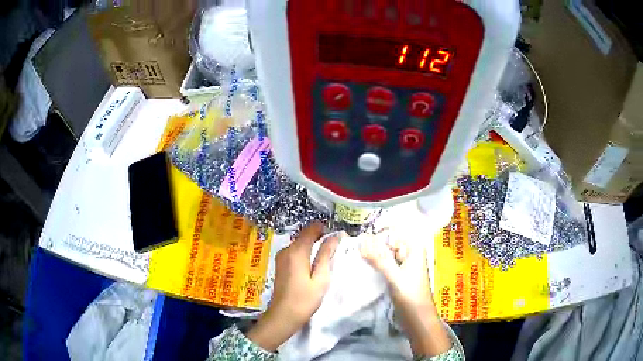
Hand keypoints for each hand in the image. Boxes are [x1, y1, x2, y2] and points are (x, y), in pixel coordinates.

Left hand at [247, 222, 339, 350]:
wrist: (283, 316)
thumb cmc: (305, 299)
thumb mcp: (320, 278)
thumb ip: (326, 255)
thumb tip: (335, 236)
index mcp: (296, 251)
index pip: (311, 229)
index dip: (324, 229)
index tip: (336, 238)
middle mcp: (286, 250)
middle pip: (305, 235)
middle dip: (319, 238)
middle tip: (334, 251)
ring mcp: (281, 257)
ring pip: (300, 244)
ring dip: (313, 247)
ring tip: (325, 260)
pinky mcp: (280, 264)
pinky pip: (295, 252)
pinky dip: (305, 254)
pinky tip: (312, 267)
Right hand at [360, 234, 450, 357]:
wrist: (418, 317)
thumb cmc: (411, 294)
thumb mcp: (394, 276)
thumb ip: (378, 259)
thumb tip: (361, 240)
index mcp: (414, 248)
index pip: (395, 231)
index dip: (378, 231)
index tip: (360, 235)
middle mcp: (410, 253)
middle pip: (389, 241)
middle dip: (373, 243)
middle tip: (355, 245)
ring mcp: (403, 264)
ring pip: (386, 253)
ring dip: (373, 253)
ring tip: (356, 253)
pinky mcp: (398, 275)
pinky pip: (385, 264)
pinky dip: (376, 263)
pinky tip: (364, 264)